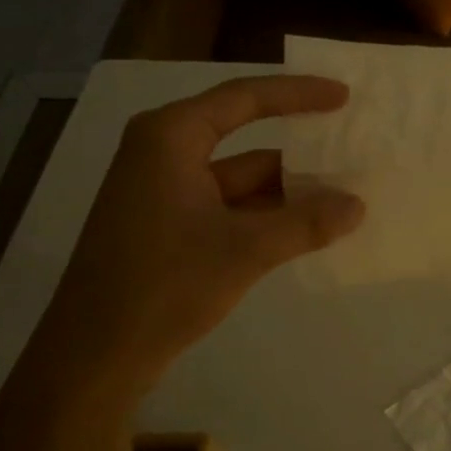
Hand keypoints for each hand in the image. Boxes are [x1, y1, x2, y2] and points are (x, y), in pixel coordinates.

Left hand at [52, 75, 364, 382]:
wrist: (93, 357)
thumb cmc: (163, 286)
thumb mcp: (244, 251)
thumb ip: (305, 224)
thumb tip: (358, 205)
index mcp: (171, 137)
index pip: (244, 99)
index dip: (298, 93)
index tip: (343, 96)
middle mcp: (164, 153)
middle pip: (244, 137)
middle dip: (298, 151)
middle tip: (352, 149)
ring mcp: (163, 191)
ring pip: (239, 178)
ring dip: (287, 189)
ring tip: (343, 195)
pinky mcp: (167, 225)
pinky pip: (228, 205)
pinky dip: (266, 214)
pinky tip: (306, 227)